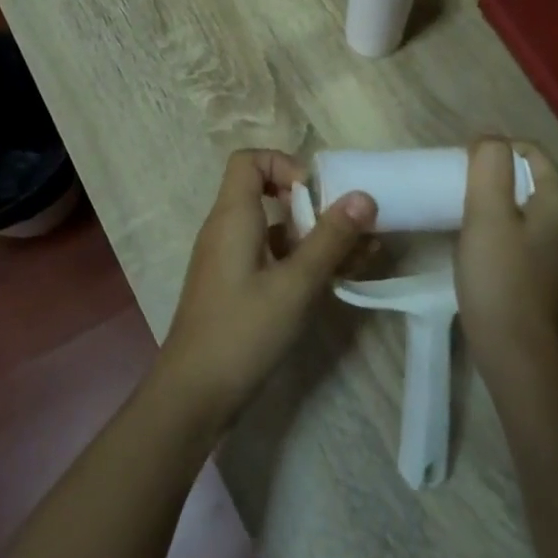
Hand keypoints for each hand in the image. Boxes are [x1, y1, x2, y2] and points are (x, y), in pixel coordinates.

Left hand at [154, 149, 375, 435]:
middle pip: (268, 193)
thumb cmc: (242, 332)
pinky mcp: (237, 288)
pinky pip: (272, 258)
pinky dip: (303, 261)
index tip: (316, 195)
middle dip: (314, 205)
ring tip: (362, 255)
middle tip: (350, 228)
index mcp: (232, 217)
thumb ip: (330, 239)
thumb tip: (364, 195)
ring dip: (316, 237)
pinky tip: (338, 279)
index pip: (249, 160)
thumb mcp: (295, 284)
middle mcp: (227, 230)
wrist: (193, 397)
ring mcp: (231, 261)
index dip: (284, 164)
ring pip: (276, 230)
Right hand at [456, 140, 557, 384]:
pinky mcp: (543, 269)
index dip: (497, 149)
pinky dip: (498, 224)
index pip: (531, 152)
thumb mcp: (487, 213)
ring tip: (461, 209)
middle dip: (493, 174)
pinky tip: (475, 239)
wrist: (513, 350)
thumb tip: (489, 139)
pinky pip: (520, 230)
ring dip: (493, 199)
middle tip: (457, 186)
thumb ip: (489, 167)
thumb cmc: (499, 277)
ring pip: (522, 205)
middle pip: (528, 177)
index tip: (463, 164)